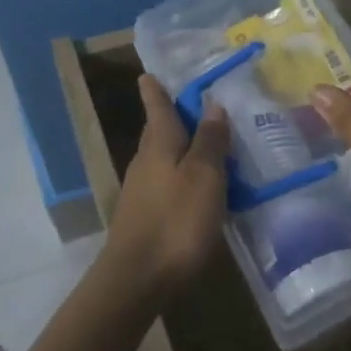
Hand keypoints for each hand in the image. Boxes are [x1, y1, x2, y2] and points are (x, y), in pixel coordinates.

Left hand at [102, 75, 230, 288]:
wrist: (138, 278)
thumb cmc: (176, 221)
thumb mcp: (204, 177)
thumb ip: (209, 141)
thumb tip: (212, 104)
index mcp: (159, 144)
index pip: (157, 107)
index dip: (156, 89)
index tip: (150, 72)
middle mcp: (145, 161)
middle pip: (158, 131)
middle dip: (171, 115)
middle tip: (192, 103)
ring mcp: (142, 190)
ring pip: (162, 157)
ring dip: (180, 146)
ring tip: (206, 142)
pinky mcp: (145, 215)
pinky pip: (166, 182)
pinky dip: (181, 174)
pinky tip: (198, 185)